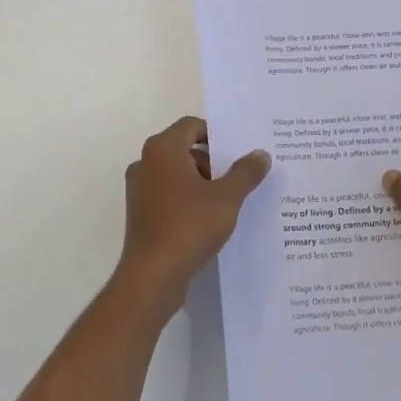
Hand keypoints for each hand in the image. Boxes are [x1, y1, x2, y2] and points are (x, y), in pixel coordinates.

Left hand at [115, 117, 270, 307]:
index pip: (191, 125)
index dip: (217, 135)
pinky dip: (188, 200)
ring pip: (176, 174)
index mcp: (163, 149)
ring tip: (229, 202)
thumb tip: (261, 154)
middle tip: (240, 179)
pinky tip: (209, 220)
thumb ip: (245, 172)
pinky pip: (168, 195)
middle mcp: (145, 163)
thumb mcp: (227, 198)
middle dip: (213, 162)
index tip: (239, 152)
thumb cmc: (189, 226)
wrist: (152, 275)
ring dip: (201, 183)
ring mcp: (139, 189)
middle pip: (184, 149)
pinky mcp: (140, 213)